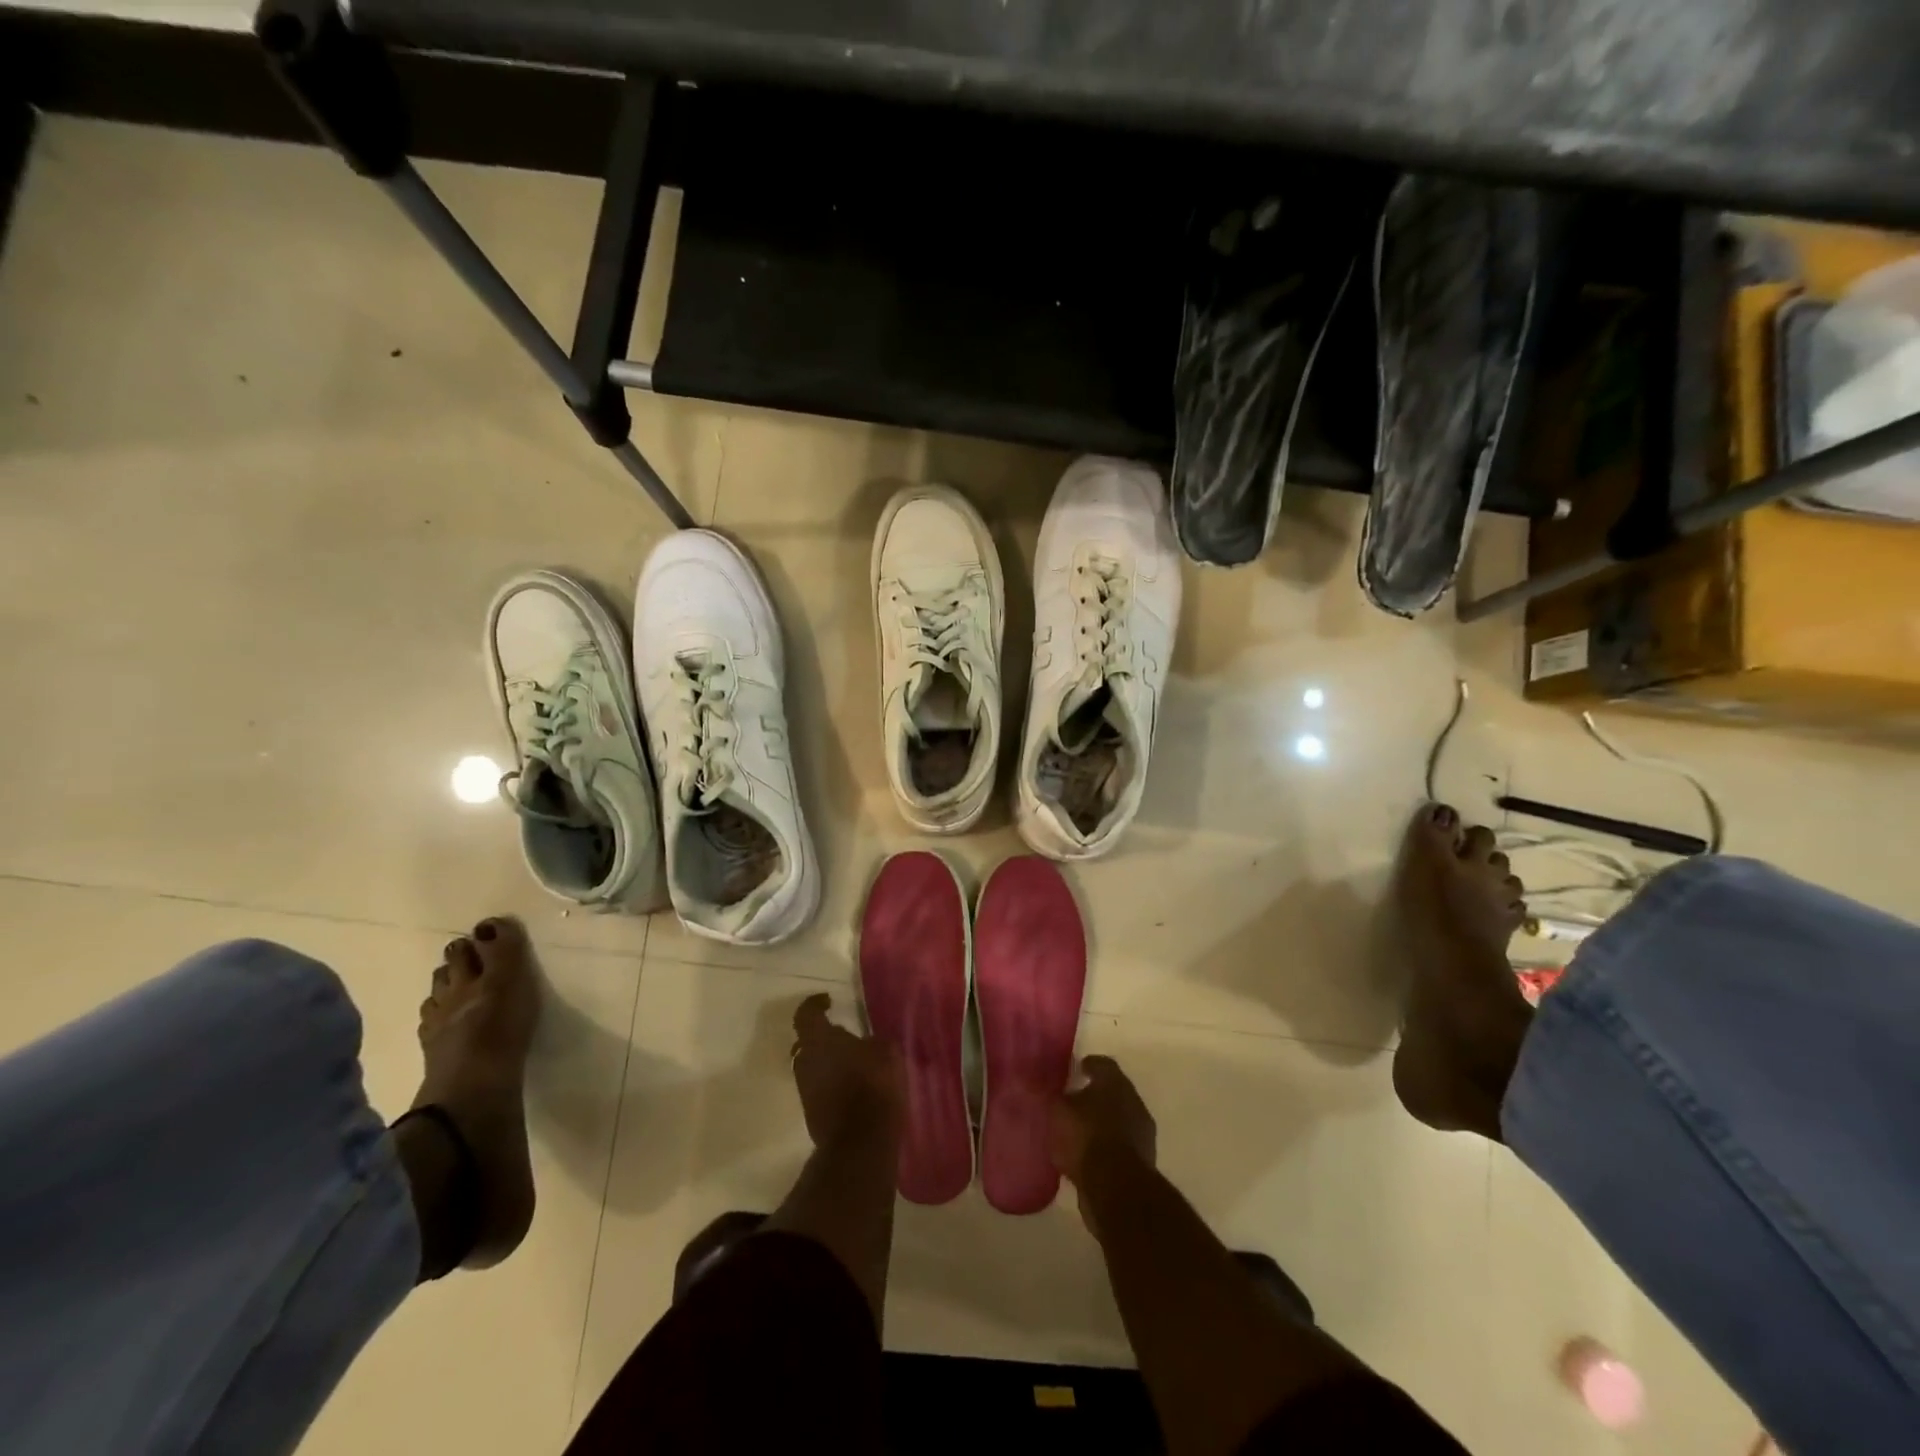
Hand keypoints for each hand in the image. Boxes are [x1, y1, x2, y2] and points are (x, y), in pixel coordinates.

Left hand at [789, 993, 902, 1147]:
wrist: (860, 1143)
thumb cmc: (873, 1086)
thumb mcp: (886, 1051)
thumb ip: (872, 1041)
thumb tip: (866, 1042)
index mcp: (819, 1039)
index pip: (805, 1013)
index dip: (814, 1004)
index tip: (828, 1001)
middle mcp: (804, 1061)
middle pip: (807, 1042)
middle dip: (823, 1037)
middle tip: (844, 1035)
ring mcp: (805, 1090)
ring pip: (812, 1067)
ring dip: (828, 1062)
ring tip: (854, 1063)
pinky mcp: (812, 1114)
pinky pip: (819, 1088)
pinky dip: (832, 1083)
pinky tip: (854, 1087)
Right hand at [1051, 1055, 1156, 1187]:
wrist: (1117, 1188)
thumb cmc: (1086, 1137)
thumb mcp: (1058, 1111)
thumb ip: (1054, 1096)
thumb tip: (1048, 1087)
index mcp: (1115, 1082)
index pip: (1102, 1064)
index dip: (1088, 1065)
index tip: (1076, 1070)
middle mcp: (1133, 1101)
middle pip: (1113, 1092)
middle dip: (1096, 1096)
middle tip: (1074, 1102)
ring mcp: (1142, 1132)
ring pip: (1119, 1120)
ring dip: (1102, 1123)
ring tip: (1079, 1132)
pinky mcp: (1143, 1161)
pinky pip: (1120, 1145)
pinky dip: (1106, 1147)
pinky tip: (1088, 1156)